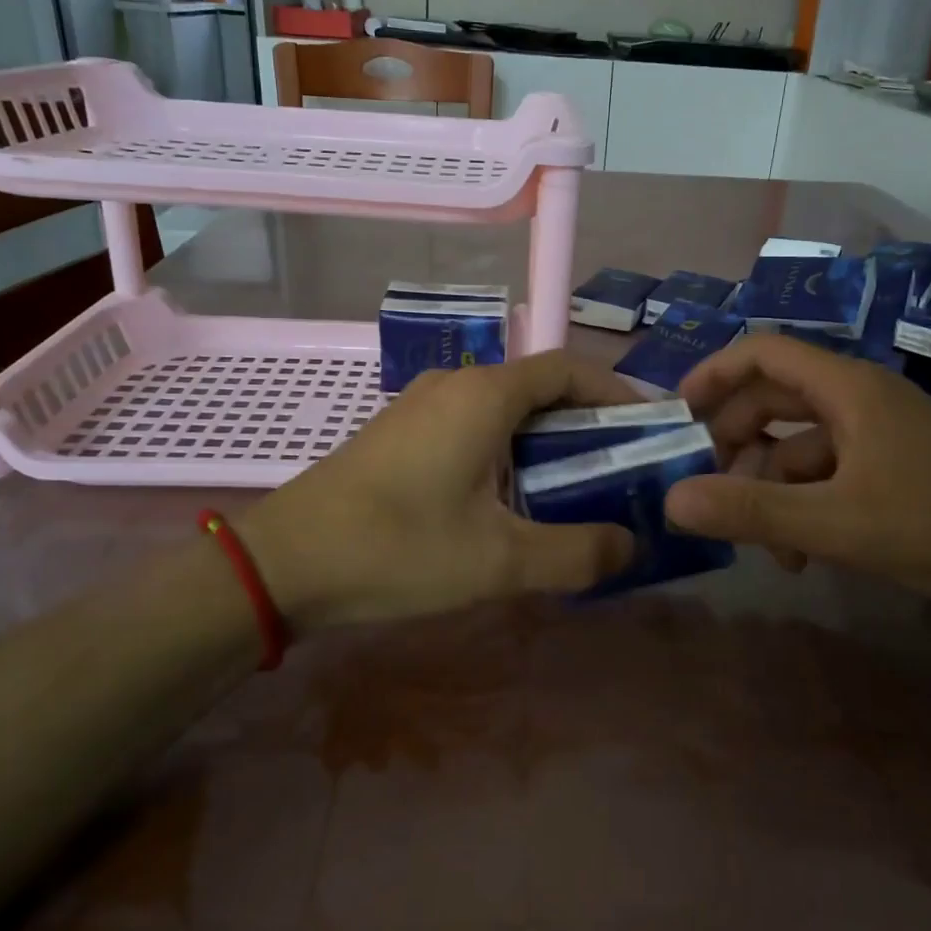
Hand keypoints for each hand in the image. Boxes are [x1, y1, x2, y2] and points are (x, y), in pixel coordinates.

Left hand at [238, 353, 638, 628]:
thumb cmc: (397, 548)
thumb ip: (578, 553)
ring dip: (545, 440)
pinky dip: (508, 450)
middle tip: (618, 470)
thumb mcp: (499, 560)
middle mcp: (456, 384)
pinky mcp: (401, 432)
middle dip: (586, 423)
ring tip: (573, 490)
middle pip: (540, 387)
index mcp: (485, 394)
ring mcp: (422, 405)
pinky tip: (509, 500)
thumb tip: (631, 545)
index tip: (647, 429)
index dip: (616, 391)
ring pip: (504, 409)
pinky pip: (473, 426)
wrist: (283, 562)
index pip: (569, 368)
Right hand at [665, 335, 930, 607]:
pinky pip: (827, 473)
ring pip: (799, 445)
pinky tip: (800, 554)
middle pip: (775, 400)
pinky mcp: (892, 467)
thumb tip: (673, 500)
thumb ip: (751, 510)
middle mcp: (860, 399)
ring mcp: (879, 434)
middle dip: (735, 441)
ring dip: (770, 487)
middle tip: (704, 482)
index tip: (678, 413)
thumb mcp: (835, 522)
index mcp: (848, 388)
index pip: (763, 353)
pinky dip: (803, 504)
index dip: (714, 373)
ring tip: (762, 544)